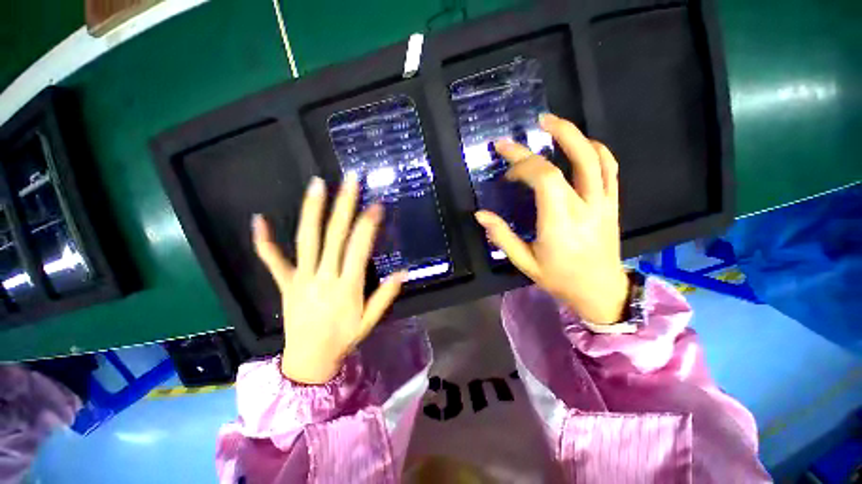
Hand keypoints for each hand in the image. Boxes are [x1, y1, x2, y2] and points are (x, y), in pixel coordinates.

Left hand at [252, 174, 406, 383]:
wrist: (308, 360)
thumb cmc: (344, 338)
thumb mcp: (370, 320)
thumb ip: (386, 295)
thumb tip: (403, 272)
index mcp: (347, 287)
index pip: (359, 248)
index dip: (368, 224)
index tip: (376, 204)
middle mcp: (323, 277)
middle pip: (334, 235)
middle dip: (344, 205)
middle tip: (350, 180)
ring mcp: (300, 278)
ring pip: (306, 240)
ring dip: (312, 210)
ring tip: (317, 184)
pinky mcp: (284, 283)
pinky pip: (272, 260)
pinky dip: (264, 241)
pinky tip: (259, 219)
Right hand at [474, 113, 628, 323]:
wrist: (601, 290)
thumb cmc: (559, 278)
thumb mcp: (525, 262)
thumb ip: (502, 236)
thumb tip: (480, 214)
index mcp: (560, 223)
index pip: (545, 178)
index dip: (523, 164)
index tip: (507, 167)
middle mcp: (585, 207)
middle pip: (569, 161)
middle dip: (546, 139)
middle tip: (529, 126)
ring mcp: (603, 203)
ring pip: (595, 158)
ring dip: (574, 135)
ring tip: (553, 123)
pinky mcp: (612, 203)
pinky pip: (610, 169)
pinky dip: (597, 150)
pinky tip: (582, 144)